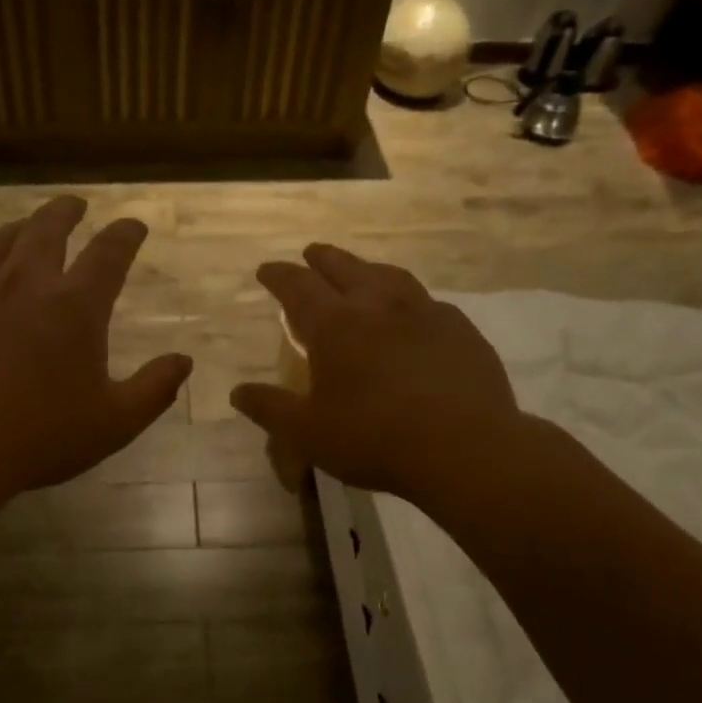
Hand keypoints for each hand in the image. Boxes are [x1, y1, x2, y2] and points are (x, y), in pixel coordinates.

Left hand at [0, 196, 191, 507]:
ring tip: (26, 227)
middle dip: (67, 211)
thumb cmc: (40, 437)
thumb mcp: (115, 423)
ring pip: (0, 243)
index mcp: (75, 307)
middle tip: (76, 204)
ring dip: (20, 228)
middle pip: (48, 229)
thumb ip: (154, 389)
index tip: (134, 225)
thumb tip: (183, 360)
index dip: (126, 234)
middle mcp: (26, 285)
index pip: (109, 254)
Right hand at [230, 245, 528, 502]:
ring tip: (360, 273)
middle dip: (322, 258)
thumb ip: (270, 408)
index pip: (298, 286)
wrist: (464, 448)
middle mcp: (378, 305)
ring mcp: (424, 312)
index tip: (266, 270)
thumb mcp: (307, 433)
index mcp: (335, 325)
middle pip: (344, 267)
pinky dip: (406, 298)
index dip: (279, 275)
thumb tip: (238, 392)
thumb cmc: (373, 438)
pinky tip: (411, 314)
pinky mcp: (460, 329)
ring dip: (366, 268)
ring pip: (389, 275)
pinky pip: (426, 301)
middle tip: (310, 254)